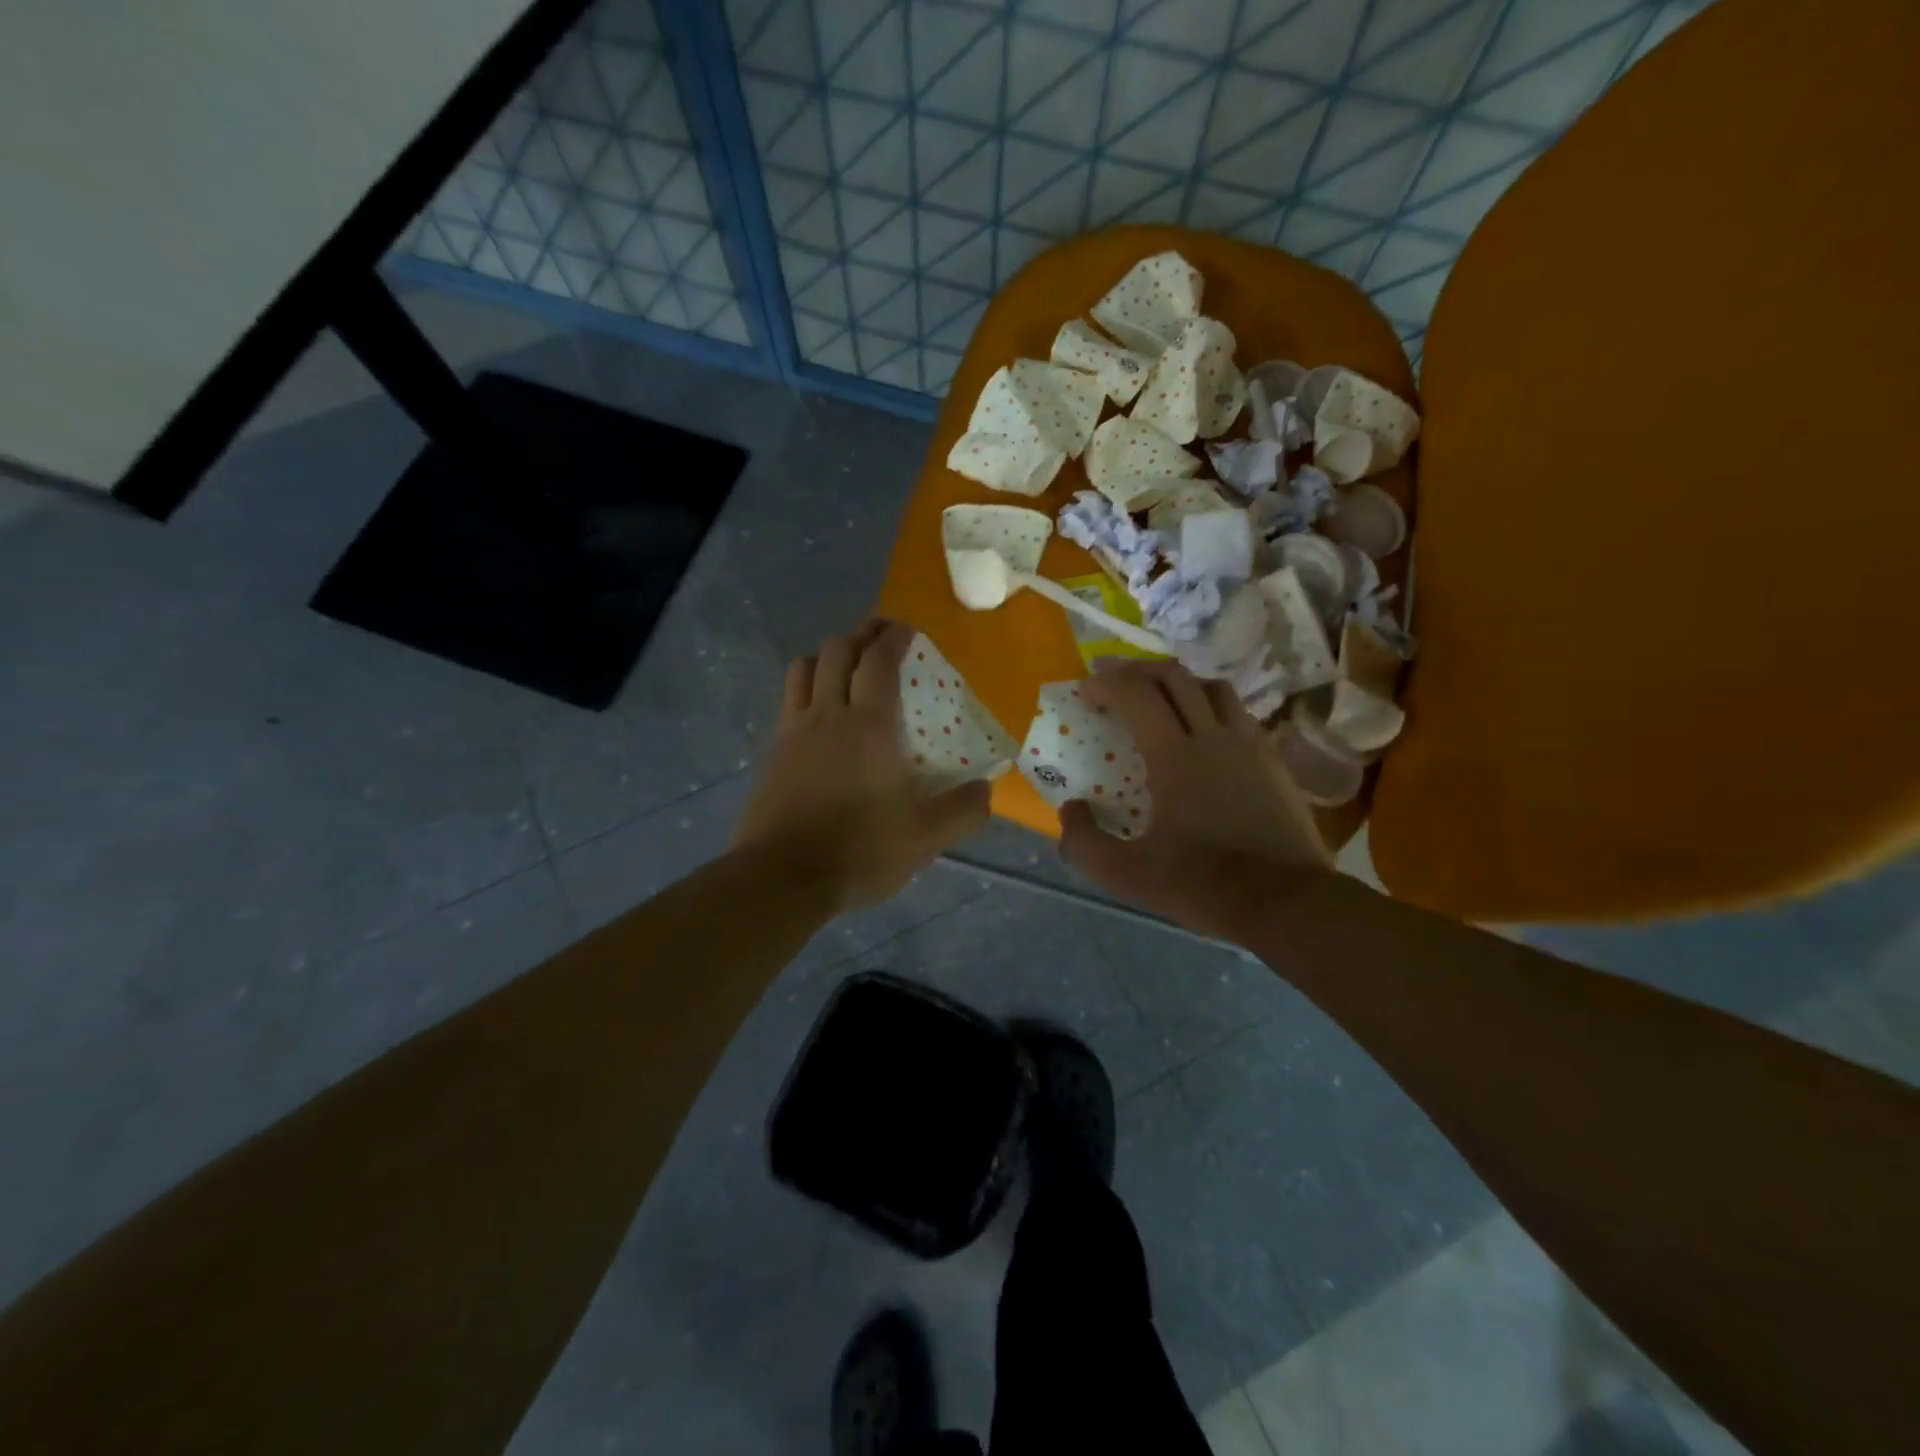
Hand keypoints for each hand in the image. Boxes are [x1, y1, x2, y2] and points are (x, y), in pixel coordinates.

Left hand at [735, 621, 990, 910]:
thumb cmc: (860, 849)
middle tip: (880, 641)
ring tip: (844, 669)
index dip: (893, 637)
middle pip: (835, 651)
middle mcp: (826, 715)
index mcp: (867, 725)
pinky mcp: (771, 753)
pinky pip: (787, 701)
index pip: (878, 660)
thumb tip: (988, 790)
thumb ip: (963, 810)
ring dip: (825, 657)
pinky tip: (818, 714)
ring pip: (802, 668)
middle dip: (859, 635)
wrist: (783, 877)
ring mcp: (792, 732)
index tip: (907, 630)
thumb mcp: (925, 836)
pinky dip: (805, 689)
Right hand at [1060, 661, 1331, 939]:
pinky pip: (1238, 713)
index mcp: (1175, 756)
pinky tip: (1204, 730)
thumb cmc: (1201, 883)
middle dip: (1138, 669)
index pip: (1137, 695)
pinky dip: (1211, 706)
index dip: (1107, 683)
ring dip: (1179, 682)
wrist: (1284, 901)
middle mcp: (1213, 736)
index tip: (1087, 688)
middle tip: (1114, 677)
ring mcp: (1250, 744)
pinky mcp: (1273, 760)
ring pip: (1213, 687)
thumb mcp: (1125, 874)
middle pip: (1175, 677)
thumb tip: (1070, 808)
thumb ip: (1084, 841)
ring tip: (1159, 697)